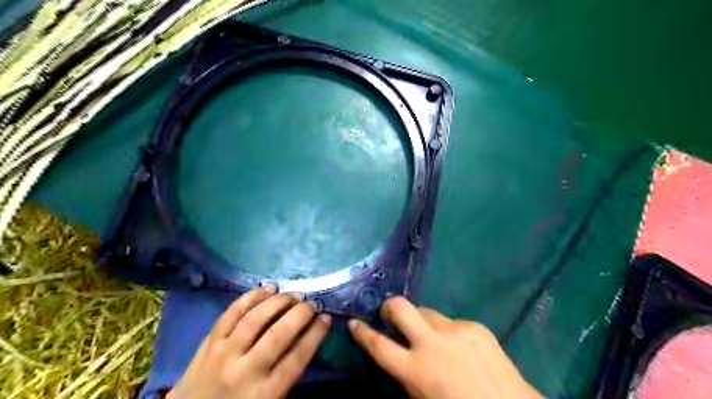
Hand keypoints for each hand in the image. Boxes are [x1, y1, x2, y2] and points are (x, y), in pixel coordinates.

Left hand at [169, 286, 332, 397]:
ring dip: (278, 302)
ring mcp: (224, 354)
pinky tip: (266, 288)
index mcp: (265, 393)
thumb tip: (307, 341)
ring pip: (255, 319)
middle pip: (279, 334)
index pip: (297, 357)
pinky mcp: (208, 343)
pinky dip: (250, 297)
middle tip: (311, 304)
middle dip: (300, 314)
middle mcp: (246, 371)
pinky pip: (231, 313)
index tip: (326, 318)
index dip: (315, 334)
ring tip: (294, 294)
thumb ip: (287, 376)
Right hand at [347, 296, 543, 398]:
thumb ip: (408, 373)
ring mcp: (455, 330)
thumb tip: (399, 353)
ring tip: (433, 337)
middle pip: (400, 308)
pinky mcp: (474, 326)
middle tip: (390, 313)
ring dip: (422, 321)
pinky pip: (452, 322)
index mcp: (415, 369)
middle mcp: (432, 343)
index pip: (378, 345)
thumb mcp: (423, 397)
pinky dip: (449, 331)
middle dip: (390, 306)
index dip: (362, 333)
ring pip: (427, 311)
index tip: (354, 322)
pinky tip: (461, 347)